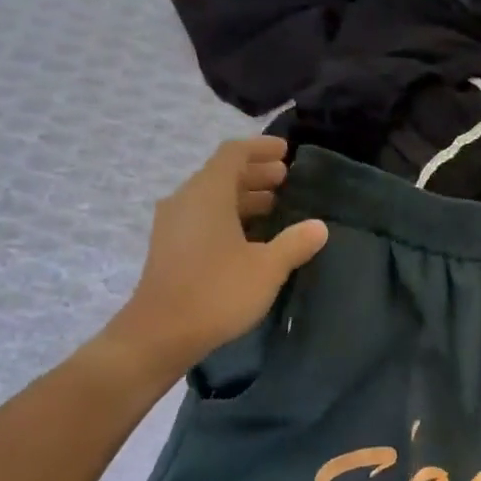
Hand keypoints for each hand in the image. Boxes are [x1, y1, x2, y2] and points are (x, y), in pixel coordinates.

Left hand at [96, 137, 328, 382]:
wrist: (161, 332)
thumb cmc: (217, 292)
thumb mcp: (267, 268)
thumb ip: (294, 243)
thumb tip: (319, 226)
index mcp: (208, 194)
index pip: (234, 154)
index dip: (261, 149)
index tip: (286, 151)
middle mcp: (186, 200)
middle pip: (221, 175)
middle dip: (255, 175)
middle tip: (286, 181)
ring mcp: (173, 225)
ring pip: (212, 199)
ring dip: (243, 198)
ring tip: (275, 207)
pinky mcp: (170, 248)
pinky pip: (203, 219)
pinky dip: (229, 217)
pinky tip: (250, 238)